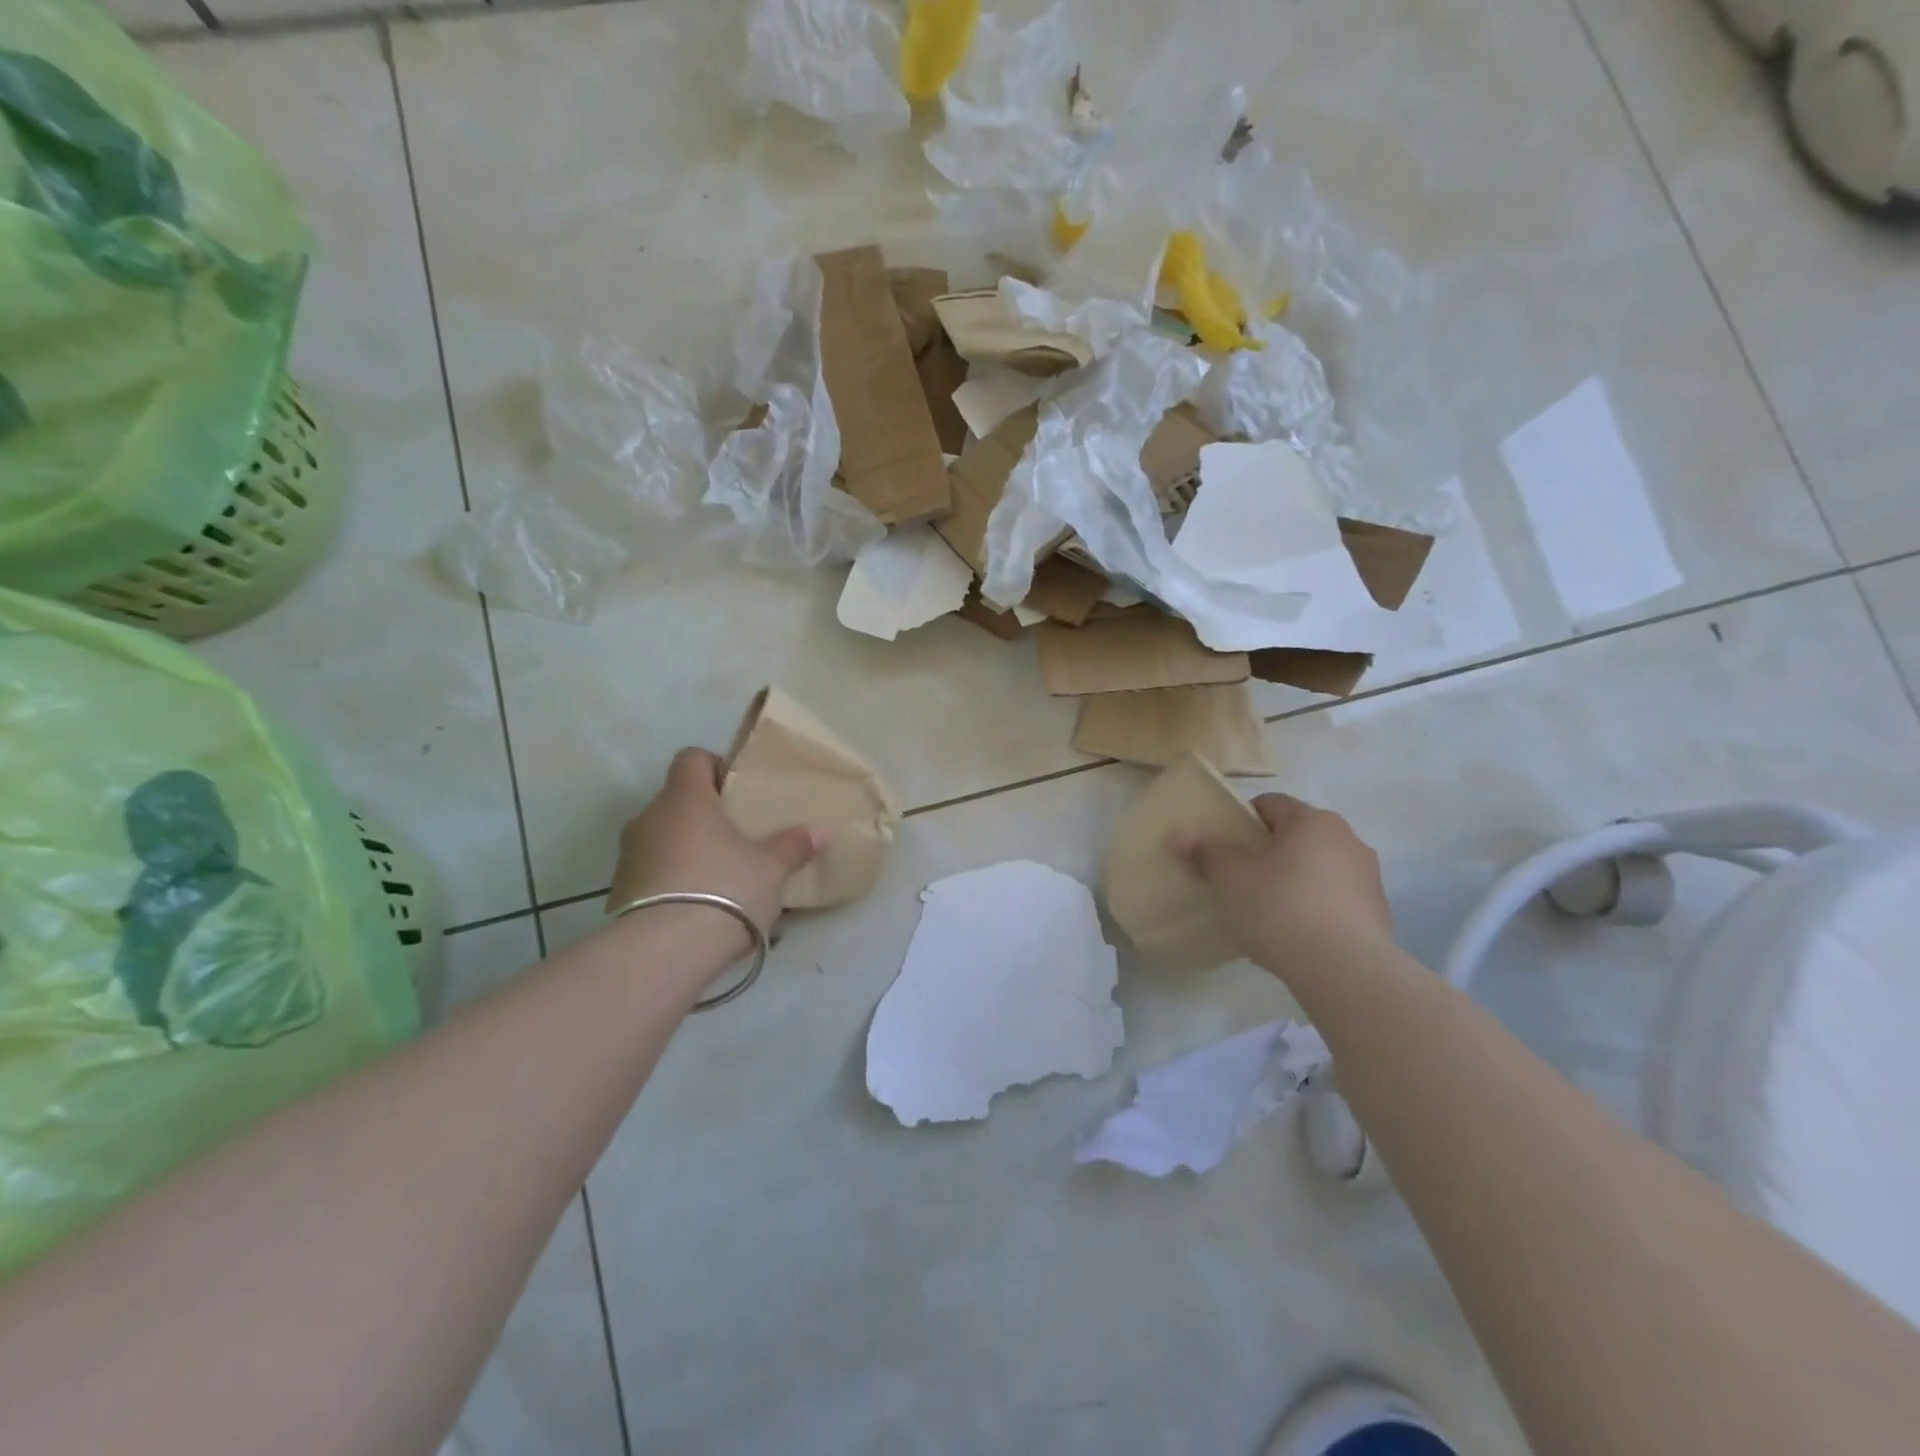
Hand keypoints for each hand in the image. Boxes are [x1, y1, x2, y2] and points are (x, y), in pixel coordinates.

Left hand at [607, 748, 826, 951]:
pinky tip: (700, 908)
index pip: (691, 758)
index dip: (715, 766)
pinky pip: (653, 875)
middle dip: (706, 815)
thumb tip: (822, 832)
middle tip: (739, 836)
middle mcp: (649, 818)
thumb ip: (794, 846)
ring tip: (721, 878)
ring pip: (663, 839)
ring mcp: (629, 857)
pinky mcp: (620, 894)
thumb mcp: (771, 868)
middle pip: (677, 801)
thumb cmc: (724, 889)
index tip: (739, 789)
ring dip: (688, 851)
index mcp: (685, 799)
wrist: (662, 953)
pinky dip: (673, 882)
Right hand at [1174, 794, 1393, 978]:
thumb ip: (1206, 852)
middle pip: (1295, 835)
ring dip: (1292, 880)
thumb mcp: (1231, 878)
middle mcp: (1347, 838)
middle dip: (1266, 853)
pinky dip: (1313, 907)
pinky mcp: (1378, 912)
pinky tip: (1294, 934)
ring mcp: (1368, 876)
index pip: (1269, 804)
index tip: (1222, 849)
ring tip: (1266, 911)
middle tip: (1239, 880)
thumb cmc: (1281, 909)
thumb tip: (1180, 834)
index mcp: (1312, 820)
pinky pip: (1334, 898)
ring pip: (1316, 867)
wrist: (1345, 971)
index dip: (1240, 822)